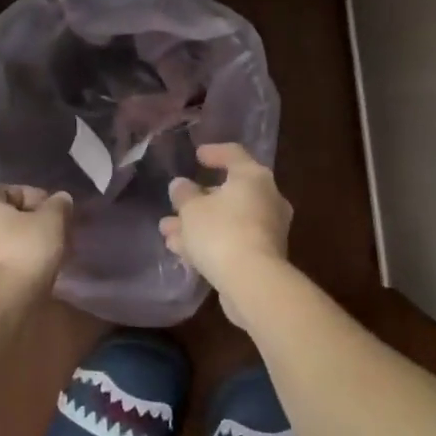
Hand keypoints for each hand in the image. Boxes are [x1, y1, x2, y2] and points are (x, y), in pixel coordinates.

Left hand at [0, 186, 70, 310]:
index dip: (38, 198)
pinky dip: (13, 269)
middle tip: (55, 237)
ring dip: (21, 249)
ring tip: (47, 260)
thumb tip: (60, 199)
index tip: (58, 214)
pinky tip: (32, 279)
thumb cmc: (23, 253)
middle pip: (4, 219)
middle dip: (30, 226)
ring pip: (0, 245)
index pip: (12, 191)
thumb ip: (58, 205)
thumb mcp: (52, 222)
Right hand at [161, 143, 292, 326]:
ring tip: (168, 232)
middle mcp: (267, 198)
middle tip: (176, 203)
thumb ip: (184, 194)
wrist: (253, 283)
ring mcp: (268, 229)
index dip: (214, 152)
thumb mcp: (192, 209)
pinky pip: (233, 240)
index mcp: (253, 176)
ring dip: (198, 224)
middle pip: (230, 191)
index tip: (197, 156)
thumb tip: (181, 185)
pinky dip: (211, 241)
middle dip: (198, 200)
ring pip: (228, 219)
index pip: (234, 154)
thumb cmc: (221, 232)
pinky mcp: (264, 256)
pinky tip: (183, 251)